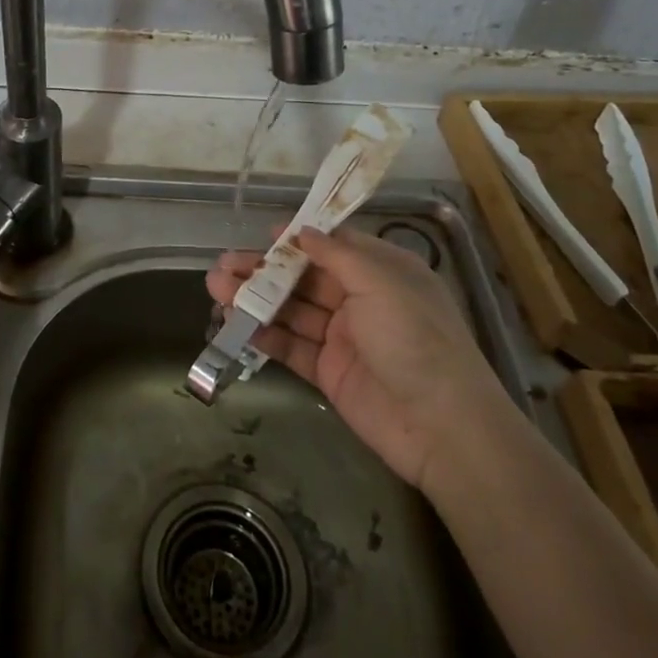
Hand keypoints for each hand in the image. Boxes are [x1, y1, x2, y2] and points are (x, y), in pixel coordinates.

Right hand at [206, 226, 504, 491]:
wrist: (442, 427)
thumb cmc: (415, 339)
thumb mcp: (381, 283)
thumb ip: (338, 254)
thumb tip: (304, 230)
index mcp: (381, 272)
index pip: (334, 246)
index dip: (298, 239)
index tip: (263, 234)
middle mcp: (361, 300)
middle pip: (303, 279)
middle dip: (264, 270)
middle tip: (223, 264)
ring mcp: (343, 338)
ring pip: (291, 311)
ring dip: (255, 299)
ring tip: (216, 288)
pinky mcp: (329, 373)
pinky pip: (291, 347)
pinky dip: (264, 335)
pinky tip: (236, 324)